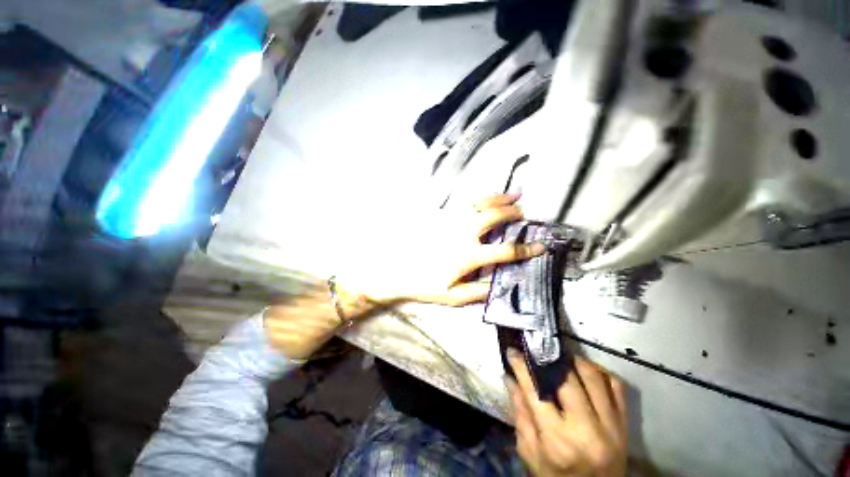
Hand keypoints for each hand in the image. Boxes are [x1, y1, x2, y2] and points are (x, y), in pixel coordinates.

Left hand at [339, 194, 544, 306]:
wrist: (396, 270)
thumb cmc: (424, 285)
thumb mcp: (452, 296)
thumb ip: (479, 291)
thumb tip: (501, 285)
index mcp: (468, 255)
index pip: (505, 251)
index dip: (526, 250)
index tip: (540, 247)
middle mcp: (463, 233)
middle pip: (494, 217)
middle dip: (514, 214)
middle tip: (525, 214)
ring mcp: (451, 221)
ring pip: (480, 203)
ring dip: (500, 198)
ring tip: (515, 194)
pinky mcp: (441, 216)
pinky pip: (464, 202)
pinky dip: (480, 198)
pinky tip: (486, 197)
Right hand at [506, 351, 627, 476]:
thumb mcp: (530, 453)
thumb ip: (520, 414)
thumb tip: (510, 378)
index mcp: (558, 440)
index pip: (535, 391)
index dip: (522, 367)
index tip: (513, 351)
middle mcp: (587, 430)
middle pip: (566, 379)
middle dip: (548, 359)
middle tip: (536, 350)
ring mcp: (611, 426)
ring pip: (593, 376)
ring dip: (573, 361)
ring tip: (559, 358)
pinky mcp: (624, 424)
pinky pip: (616, 386)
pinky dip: (599, 371)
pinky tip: (584, 370)